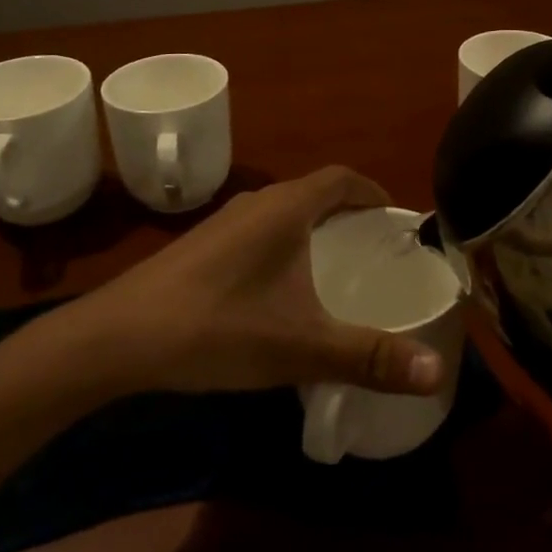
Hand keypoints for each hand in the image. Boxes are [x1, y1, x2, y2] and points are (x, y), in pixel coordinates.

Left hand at [41, 167, 446, 398]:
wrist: (115, 340)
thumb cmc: (215, 328)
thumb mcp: (299, 347)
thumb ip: (368, 358)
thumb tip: (436, 372)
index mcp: (286, 208)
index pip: (343, 178)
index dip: (374, 192)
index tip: (397, 220)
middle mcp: (257, 204)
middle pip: (315, 193)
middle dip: (350, 215)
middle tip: (377, 253)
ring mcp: (223, 223)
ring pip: (284, 214)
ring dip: (314, 230)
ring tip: (337, 271)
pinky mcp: (201, 247)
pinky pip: (259, 233)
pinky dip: (285, 247)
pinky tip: (281, 293)